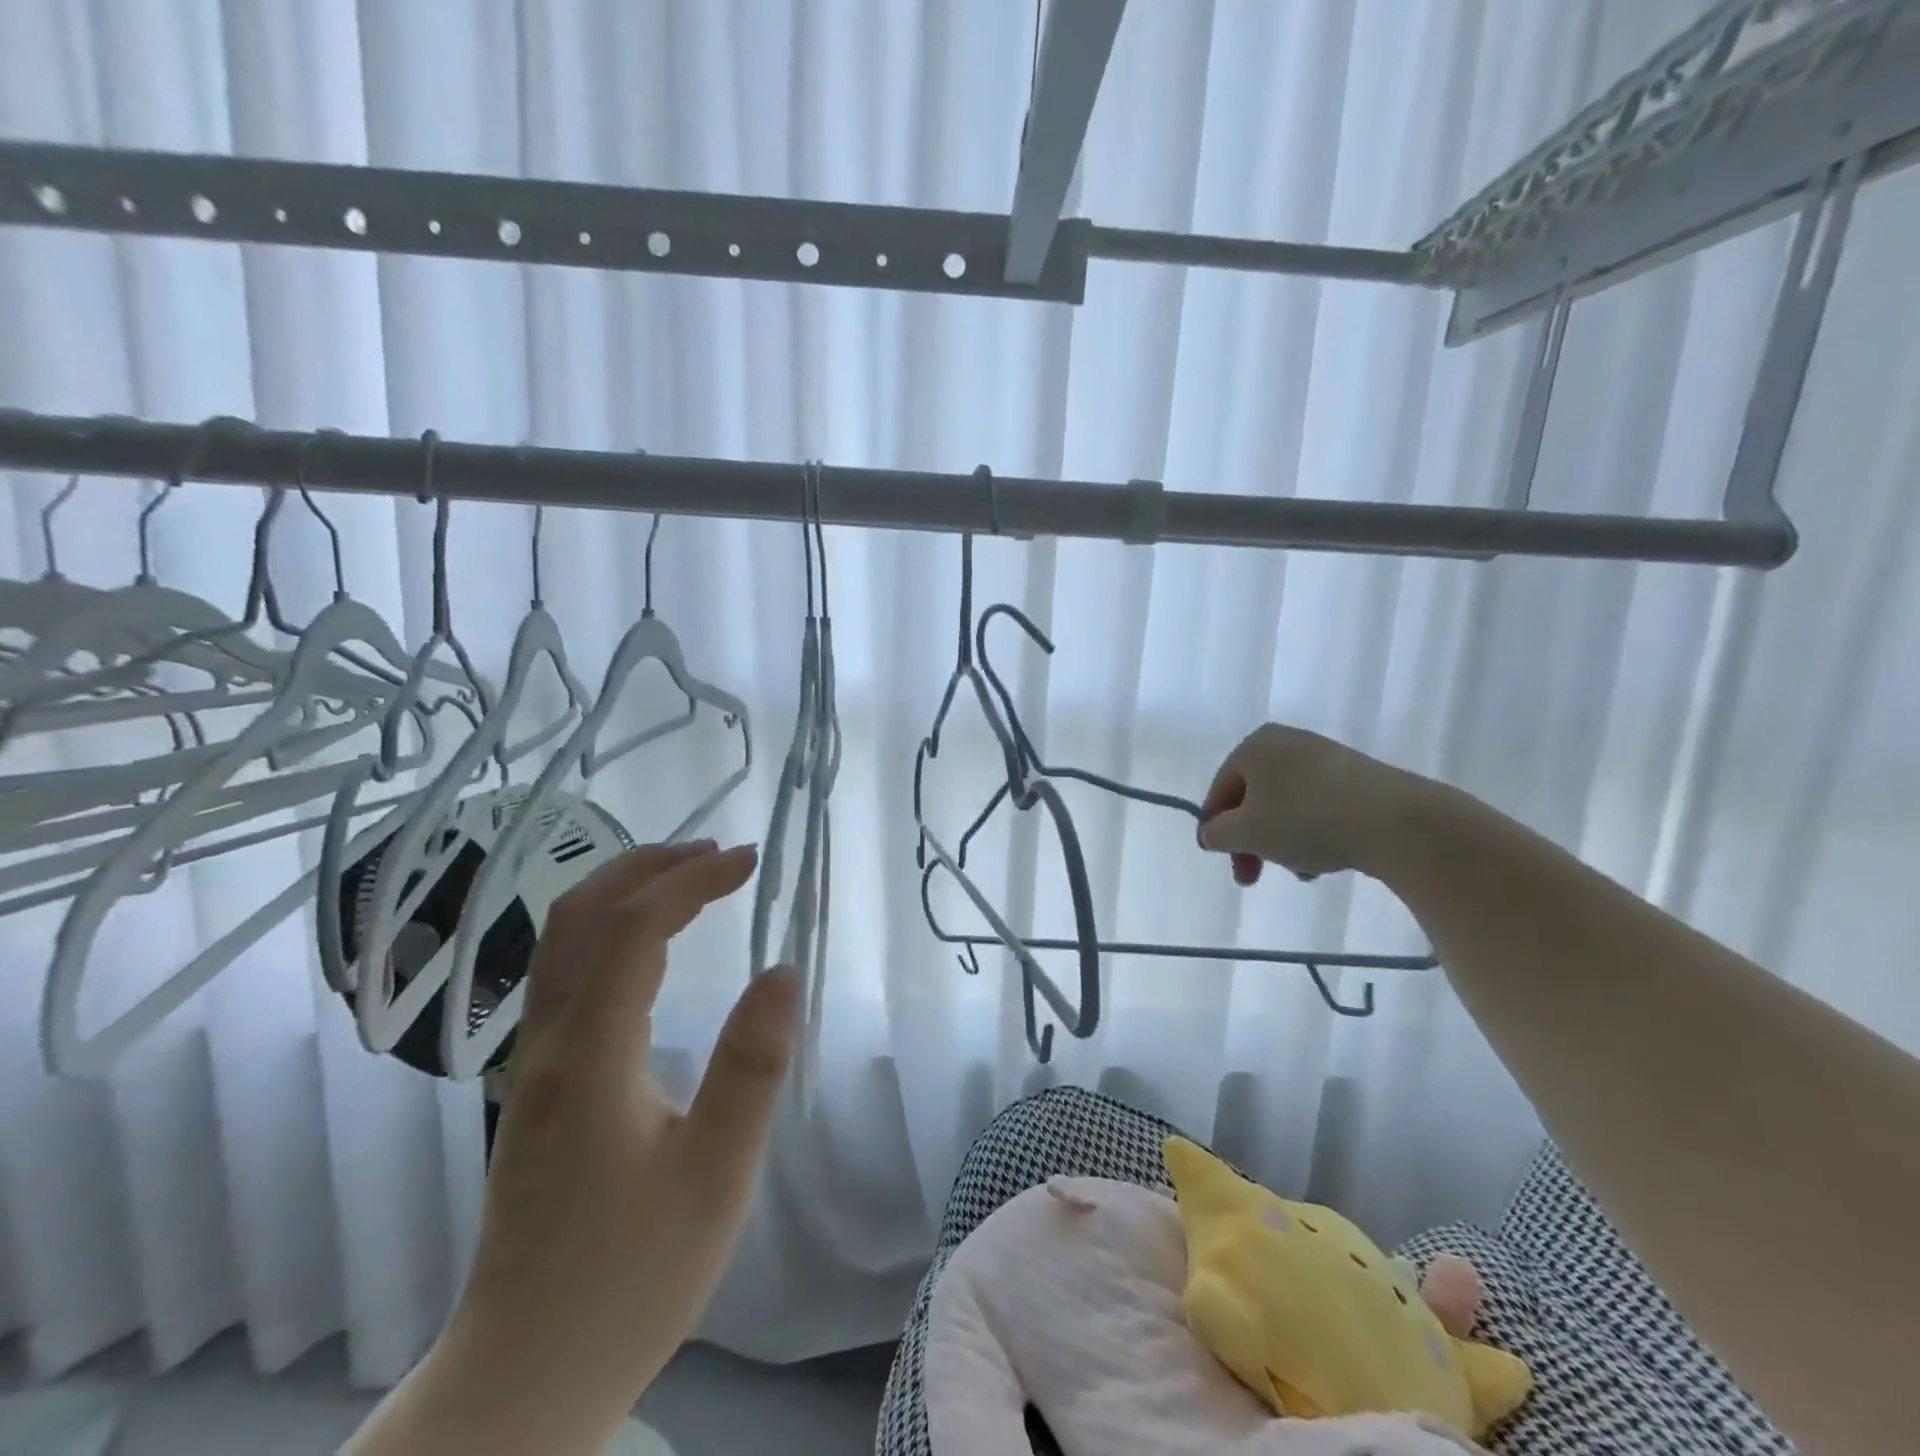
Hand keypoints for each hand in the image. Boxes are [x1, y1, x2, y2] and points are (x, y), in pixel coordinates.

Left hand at [350, 840, 799, 1455]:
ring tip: (687, 877)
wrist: (527, 1369)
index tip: (749, 859)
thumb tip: (782, 971)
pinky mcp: (535, 1080)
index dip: (693, 881)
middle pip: (579, 915)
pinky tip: (646, 942)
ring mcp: (531, 1061)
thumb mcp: (716, 1177)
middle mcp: (547, 1043)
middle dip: (648, 865)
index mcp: (591, 1057)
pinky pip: (562, 971)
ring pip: (560, 940)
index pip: (636, 929)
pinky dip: (607, 926)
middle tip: (718, 853)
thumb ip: (750, 1069)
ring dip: (622, 888)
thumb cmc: (633, 1276)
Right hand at [1197, 724, 1424, 885]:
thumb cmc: (1304, 820)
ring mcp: (1326, 757)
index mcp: (1254, 746)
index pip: (1220, 791)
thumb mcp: (1245, 833)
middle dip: (1253, 841)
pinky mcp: (1359, 776)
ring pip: (1287, 807)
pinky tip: (1327, 860)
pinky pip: (1320, 807)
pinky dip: (1314, 833)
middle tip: (1255, 877)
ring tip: (1302, 871)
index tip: (1229, 864)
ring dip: (1283, 842)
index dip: (1217, 830)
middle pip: (1254, 800)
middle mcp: (1287, 743)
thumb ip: (1216, 833)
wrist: (1395, 821)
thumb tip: (1210, 833)